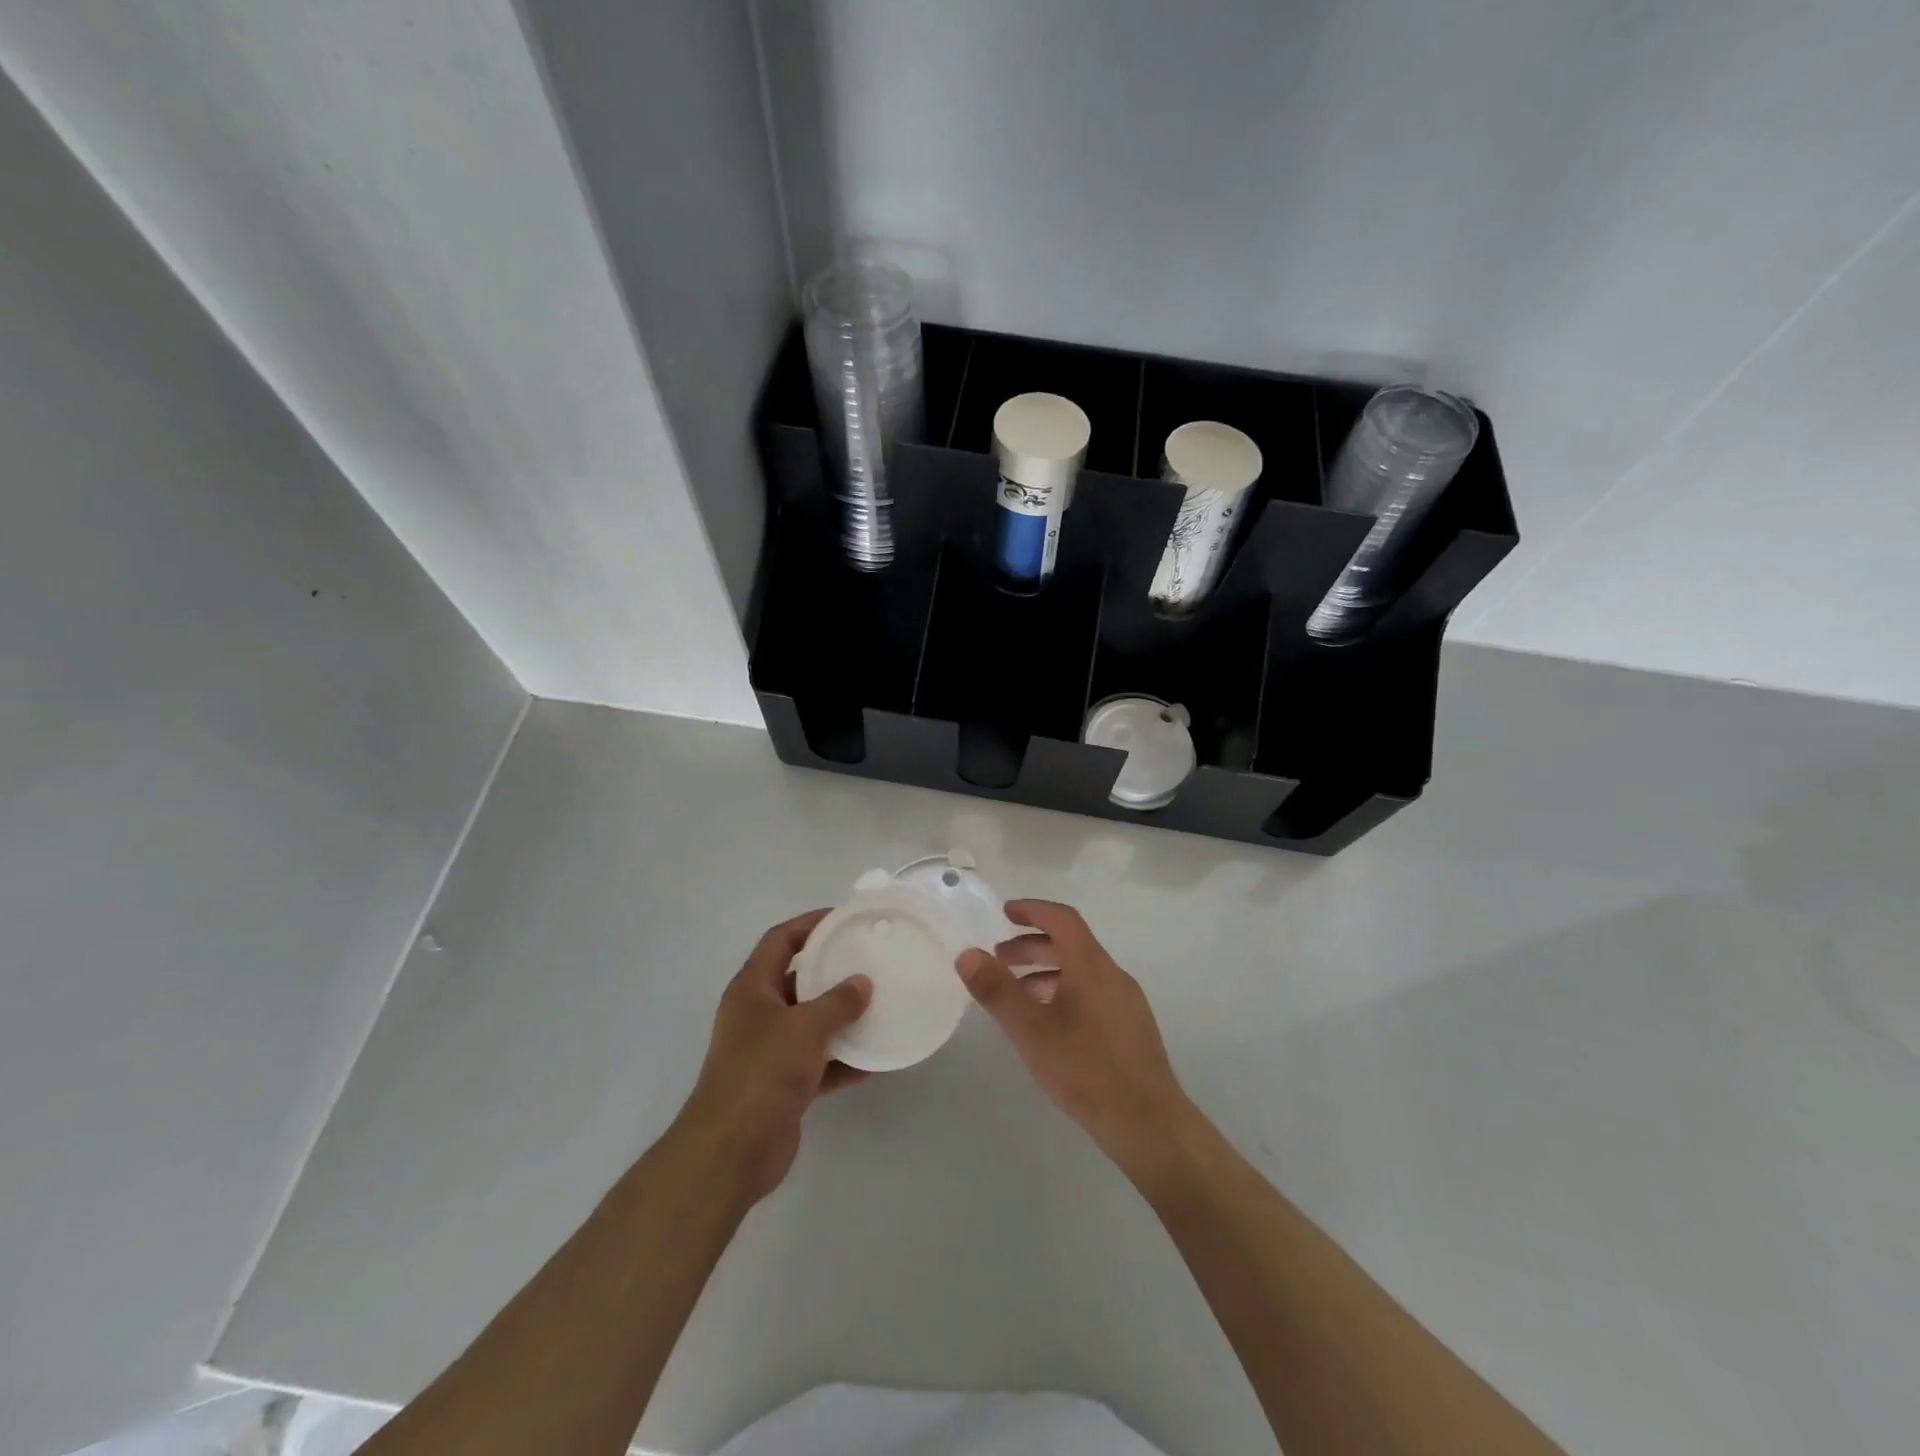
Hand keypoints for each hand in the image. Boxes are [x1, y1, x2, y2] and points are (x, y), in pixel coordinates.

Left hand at [676, 910, 871, 1202]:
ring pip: (810, 1022)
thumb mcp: (805, 1028)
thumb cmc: (762, 1072)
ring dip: (840, 1017)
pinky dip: (842, 1060)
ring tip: (878, 1006)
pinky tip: (874, 1061)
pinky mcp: (781, 1085)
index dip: (808, 924)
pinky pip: (818, 1062)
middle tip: (869, 960)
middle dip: (831, 970)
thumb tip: (862, 983)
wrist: (731, 1151)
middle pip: (796, 979)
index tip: (843, 918)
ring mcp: (768, 1051)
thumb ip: (838, 1002)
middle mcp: (757, 1014)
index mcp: (752, 989)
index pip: (780, 940)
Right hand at [957, 900, 1190, 1174]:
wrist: (1148, 1123)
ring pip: (1081, 971)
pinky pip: (1092, 993)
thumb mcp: (1031, 1031)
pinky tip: (1048, 1025)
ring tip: (1016, 995)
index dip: (1033, 910)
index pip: (1062, 919)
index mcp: (1091, 966)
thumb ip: (997, 991)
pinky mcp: (1131, 1027)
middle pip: (1071, 944)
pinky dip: (1064, 992)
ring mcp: (1126, 1002)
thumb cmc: (1085, 1070)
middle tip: (999, 959)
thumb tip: (967, 953)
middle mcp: (1113, 975)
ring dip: (1046, 972)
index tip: (1005, 913)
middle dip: (1032, 945)